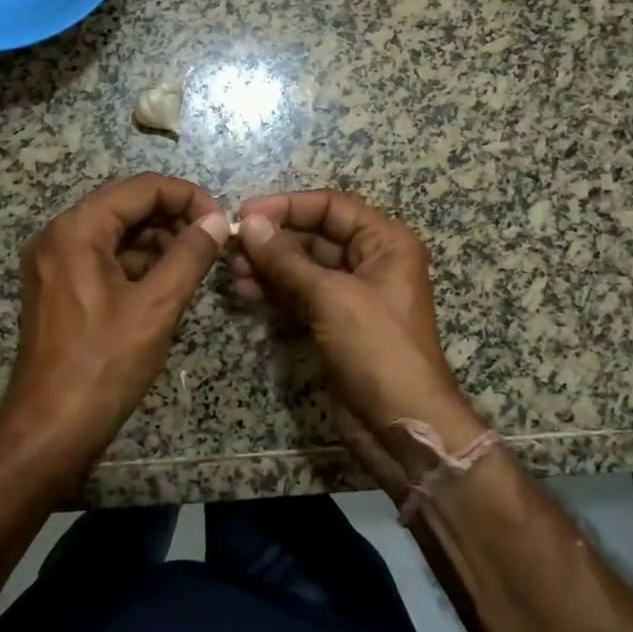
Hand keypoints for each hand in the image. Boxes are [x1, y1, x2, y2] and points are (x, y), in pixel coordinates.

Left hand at [0, 173, 228, 486]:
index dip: (187, 197)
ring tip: (196, 266)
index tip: (220, 223)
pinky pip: (105, 259)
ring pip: (118, 233)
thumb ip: (190, 255)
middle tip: (213, 244)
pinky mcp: (59, 288)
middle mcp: (59, 235)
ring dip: (159, 242)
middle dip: (174, 219)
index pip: (142, 188)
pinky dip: (138, 264)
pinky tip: (168, 285)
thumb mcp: (156, 307)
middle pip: (127, 206)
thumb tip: (216, 221)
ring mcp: (55, 262)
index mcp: (77, 229)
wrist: (49, 432)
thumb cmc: (103, 366)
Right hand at [231, 190, 486, 488]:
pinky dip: (275, 291)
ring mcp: (352, 294)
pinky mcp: (335, 323)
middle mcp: (371, 261)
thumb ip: (287, 259)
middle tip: (231, 246)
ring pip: (303, 267)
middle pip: (315, 235)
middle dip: (273, 239)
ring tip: (232, 271)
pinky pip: (300, 295)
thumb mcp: (331, 297)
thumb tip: (249, 223)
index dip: (288, 206)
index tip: (246, 212)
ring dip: (268, 266)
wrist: (401, 425)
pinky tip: (245, 291)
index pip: (332, 206)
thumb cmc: (377, 348)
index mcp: (386, 242)